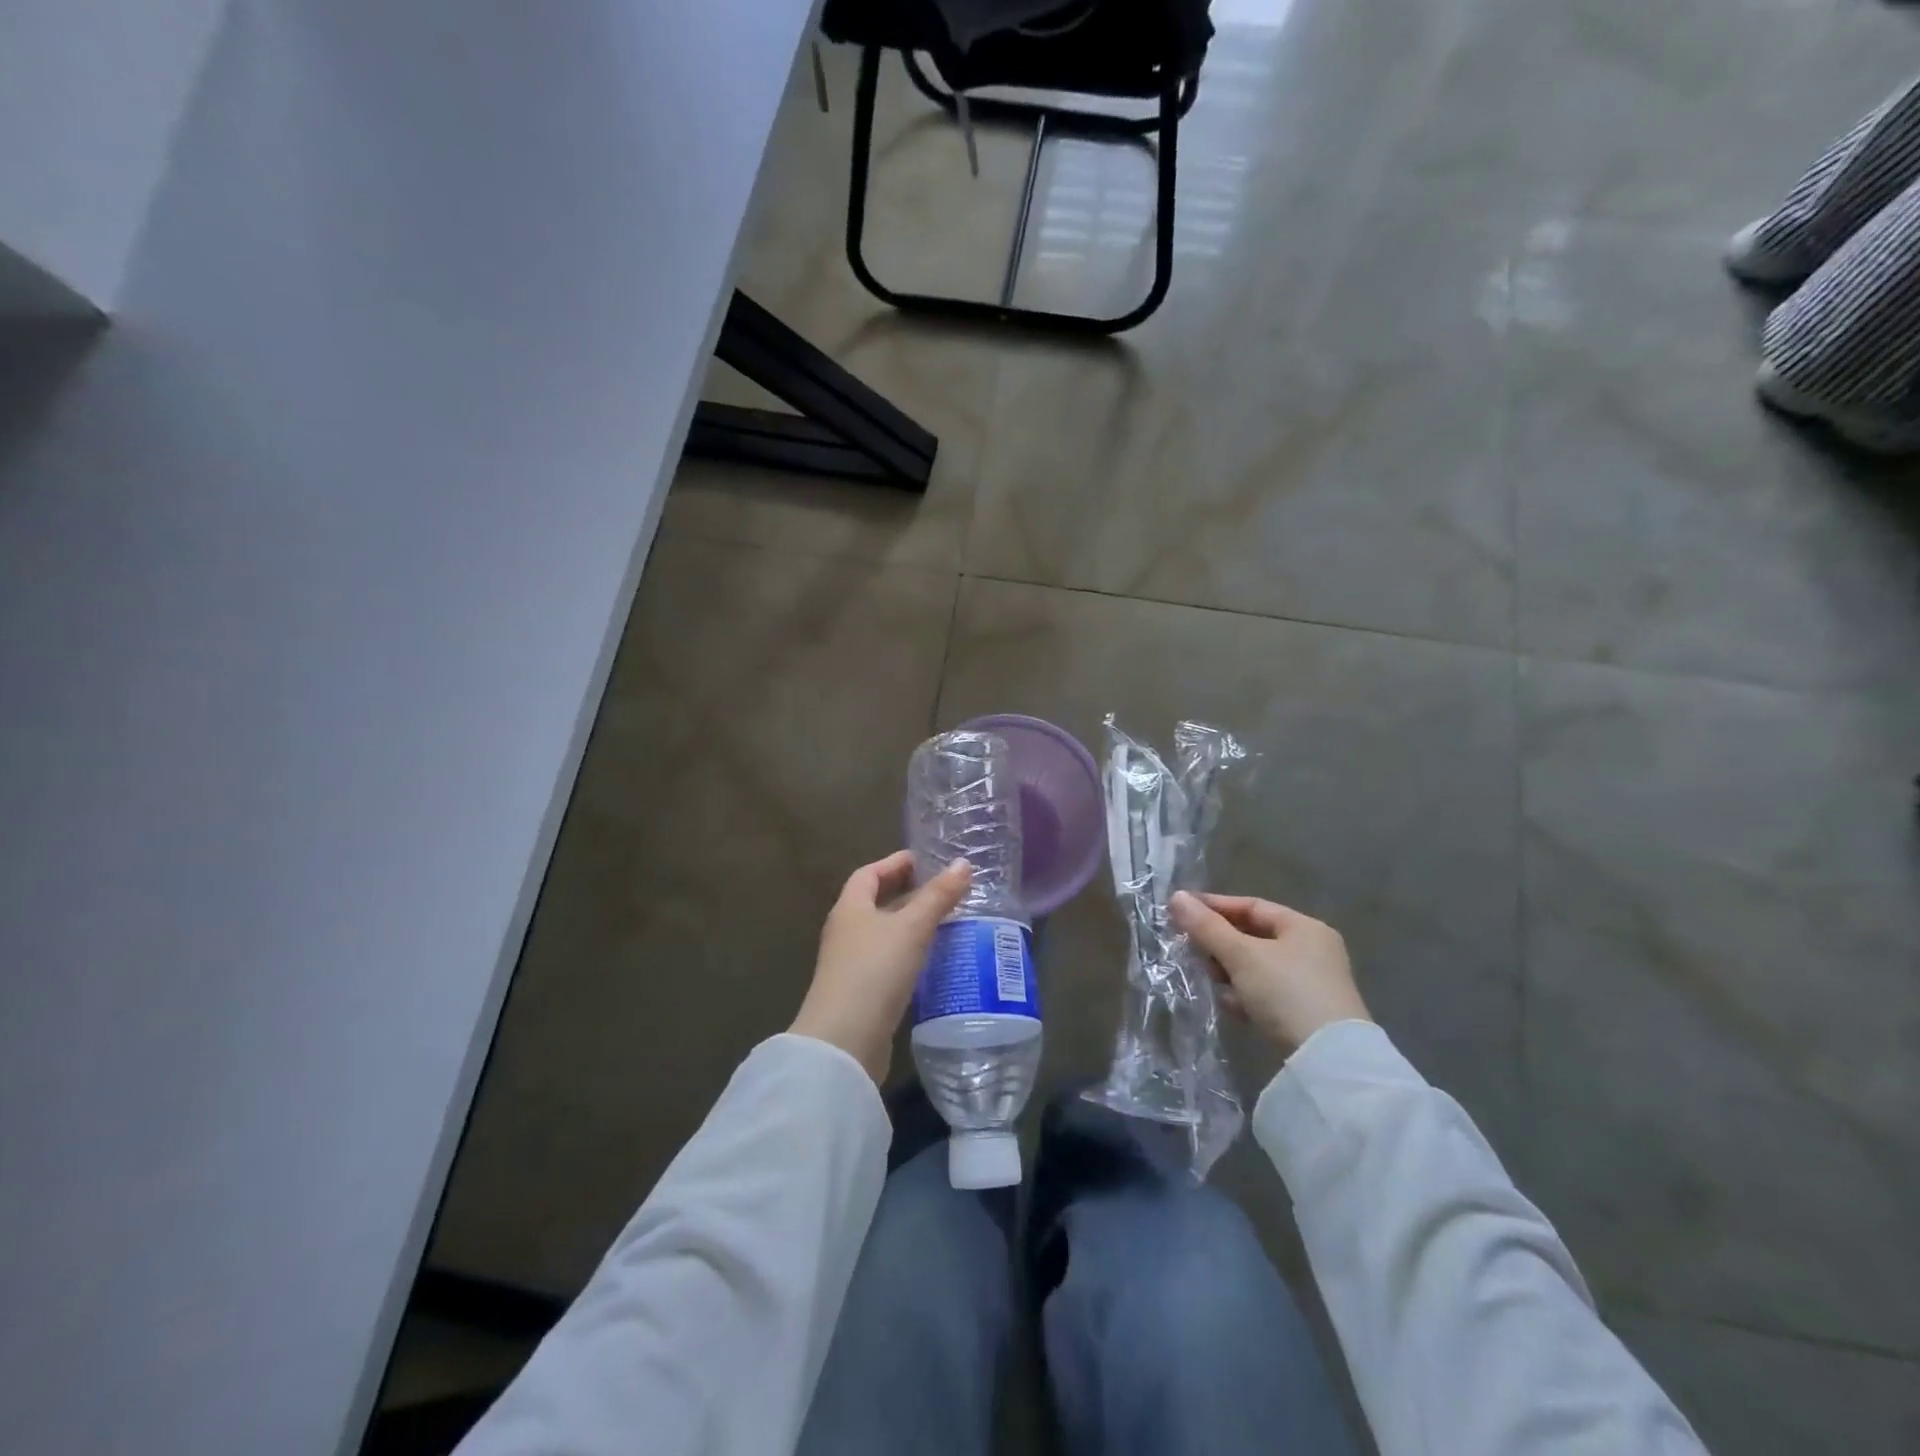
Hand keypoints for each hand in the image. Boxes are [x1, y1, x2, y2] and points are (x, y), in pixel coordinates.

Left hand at [790, 851, 973, 1083]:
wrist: (844, 1041)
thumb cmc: (875, 971)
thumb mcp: (912, 928)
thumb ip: (938, 896)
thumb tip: (963, 864)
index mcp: (850, 908)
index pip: (869, 874)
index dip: (895, 863)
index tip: (925, 860)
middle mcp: (846, 931)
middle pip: (876, 903)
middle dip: (907, 894)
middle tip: (944, 890)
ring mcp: (851, 964)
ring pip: (885, 934)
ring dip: (911, 926)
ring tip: (947, 922)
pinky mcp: (862, 993)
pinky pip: (889, 962)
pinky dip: (910, 954)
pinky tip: (934, 961)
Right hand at [1169, 890, 1369, 1055]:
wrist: (1328, 1061)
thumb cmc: (1286, 993)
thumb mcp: (1241, 956)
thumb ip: (1207, 927)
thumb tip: (1176, 897)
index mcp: (1304, 927)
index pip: (1251, 906)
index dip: (1214, 906)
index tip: (1181, 912)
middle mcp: (1312, 951)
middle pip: (1253, 936)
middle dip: (1219, 943)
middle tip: (1190, 949)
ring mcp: (1310, 984)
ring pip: (1256, 967)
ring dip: (1229, 971)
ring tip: (1208, 978)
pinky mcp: (1304, 1013)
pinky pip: (1265, 993)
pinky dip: (1245, 994)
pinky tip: (1230, 1004)